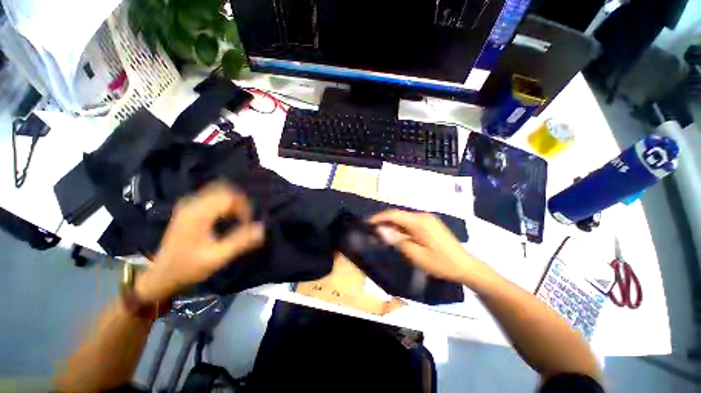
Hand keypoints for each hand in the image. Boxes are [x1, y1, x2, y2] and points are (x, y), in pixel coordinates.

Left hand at [136, 182, 264, 302]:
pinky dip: (224, 203)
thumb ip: (240, 242)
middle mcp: (191, 204)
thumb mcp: (216, 258)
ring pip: (218, 191)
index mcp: (197, 214)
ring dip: (233, 202)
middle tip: (245, 218)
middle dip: (240, 202)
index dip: (244, 206)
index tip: (248, 223)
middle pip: (223, 189)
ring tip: (239, 217)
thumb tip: (261, 228)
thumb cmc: (188, 268)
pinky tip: (228, 216)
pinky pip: (211, 197)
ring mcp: (188, 205)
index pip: (228, 197)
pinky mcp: (188, 209)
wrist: (160, 276)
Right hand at [369, 210, 481, 283]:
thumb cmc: (440, 263)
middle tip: (373, 230)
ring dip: (392, 224)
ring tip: (382, 233)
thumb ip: (397, 240)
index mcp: (419, 221)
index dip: (379, 217)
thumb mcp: (416, 254)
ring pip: (404, 218)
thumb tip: (381, 230)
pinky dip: (401, 227)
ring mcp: (427, 219)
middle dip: (384, 221)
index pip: (394, 214)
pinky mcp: (430, 224)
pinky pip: (411, 222)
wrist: (466, 266)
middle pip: (398, 214)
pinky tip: (397, 234)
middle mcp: (422, 216)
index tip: (367, 223)